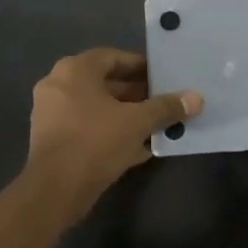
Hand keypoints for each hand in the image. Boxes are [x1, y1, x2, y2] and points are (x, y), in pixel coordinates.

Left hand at [27, 49, 201, 205]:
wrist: (55, 190)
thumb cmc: (95, 142)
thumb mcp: (137, 122)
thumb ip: (166, 108)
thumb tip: (196, 98)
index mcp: (74, 71)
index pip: (112, 57)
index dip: (140, 66)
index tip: (162, 76)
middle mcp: (58, 86)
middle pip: (104, 83)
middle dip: (136, 93)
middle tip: (163, 100)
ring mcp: (51, 114)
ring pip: (97, 108)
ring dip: (125, 114)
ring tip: (155, 124)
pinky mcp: (53, 140)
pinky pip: (88, 127)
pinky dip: (110, 132)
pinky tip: (138, 147)